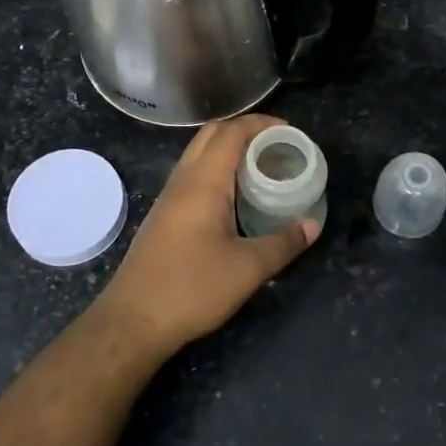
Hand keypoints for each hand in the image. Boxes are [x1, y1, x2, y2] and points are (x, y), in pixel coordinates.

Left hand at [95, 115, 320, 352]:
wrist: (133, 320)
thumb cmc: (191, 288)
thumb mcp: (248, 269)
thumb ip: (283, 243)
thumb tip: (312, 225)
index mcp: (203, 182)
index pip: (231, 132)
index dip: (262, 124)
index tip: (290, 133)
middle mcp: (183, 180)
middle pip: (212, 135)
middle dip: (246, 131)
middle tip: (278, 147)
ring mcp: (169, 197)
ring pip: (199, 155)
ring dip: (229, 151)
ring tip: (262, 168)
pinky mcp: (164, 216)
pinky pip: (193, 176)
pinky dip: (217, 171)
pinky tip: (235, 197)